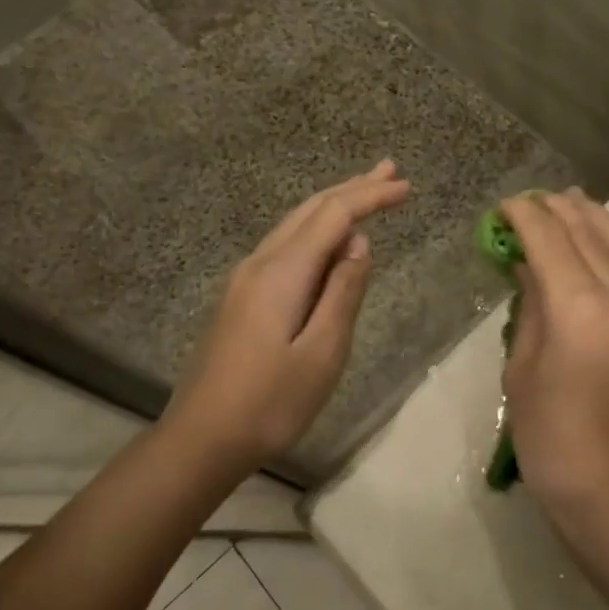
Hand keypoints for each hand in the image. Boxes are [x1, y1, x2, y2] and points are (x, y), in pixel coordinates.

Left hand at [161, 161, 409, 476]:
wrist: (201, 438)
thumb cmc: (270, 402)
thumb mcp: (322, 352)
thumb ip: (343, 292)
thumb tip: (358, 244)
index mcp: (282, 272)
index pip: (334, 216)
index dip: (371, 197)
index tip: (406, 187)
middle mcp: (260, 263)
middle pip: (310, 210)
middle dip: (352, 188)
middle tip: (390, 171)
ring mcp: (245, 279)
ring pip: (295, 225)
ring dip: (333, 205)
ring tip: (366, 191)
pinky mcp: (240, 297)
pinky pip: (285, 246)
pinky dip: (315, 230)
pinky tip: (329, 241)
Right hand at [501, 190, 608, 538]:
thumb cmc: (553, 442)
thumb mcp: (522, 372)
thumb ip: (531, 310)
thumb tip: (530, 269)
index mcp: (580, 309)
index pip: (550, 241)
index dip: (525, 216)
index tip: (504, 205)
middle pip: (588, 234)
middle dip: (558, 210)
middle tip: (531, 199)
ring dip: (592, 219)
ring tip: (569, 201)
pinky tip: (598, 239)